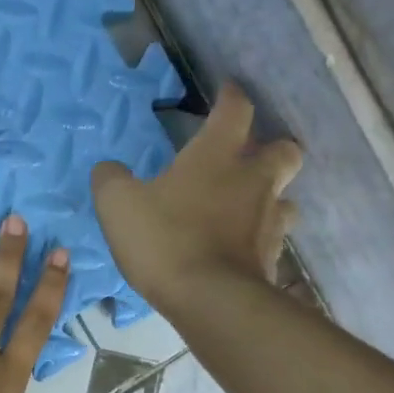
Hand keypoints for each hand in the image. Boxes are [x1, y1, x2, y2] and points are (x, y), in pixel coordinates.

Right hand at [90, 82, 301, 311]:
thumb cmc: (165, 240)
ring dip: (270, 197)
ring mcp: (269, 221)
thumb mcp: (118, 205)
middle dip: (271, 148)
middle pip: (284, 150)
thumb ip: (110, 180)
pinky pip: (273, 240)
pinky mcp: (272, 259)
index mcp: (217, 156)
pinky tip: (241, 249)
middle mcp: (253, 181)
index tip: (226, 92)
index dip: (231, 97)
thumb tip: (108, 169)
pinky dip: (260, 239)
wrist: (210, 300)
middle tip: (248, 159)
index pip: (235, 109)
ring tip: (247, 209)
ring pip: (286, 198)